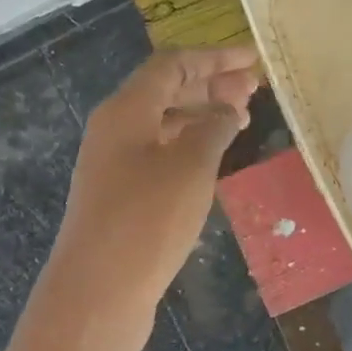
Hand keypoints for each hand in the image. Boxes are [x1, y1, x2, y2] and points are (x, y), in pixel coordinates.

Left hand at [54, 47, 260, 313]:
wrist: (98, 292)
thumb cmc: (147, 220)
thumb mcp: (191, 167)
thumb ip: (213, 129)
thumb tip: (226, 109)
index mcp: (126, 110)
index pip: (172, 65)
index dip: (214, 58)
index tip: (253, 60)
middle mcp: (114, 129)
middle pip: (165, 91)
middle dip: (210, 85)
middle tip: (254, 91)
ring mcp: (113, 164)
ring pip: (162, 124)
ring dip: (200, 116)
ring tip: (240, 121)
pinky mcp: (118, 196)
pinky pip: (158, 154)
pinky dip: (188, 147)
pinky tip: (212, 160)